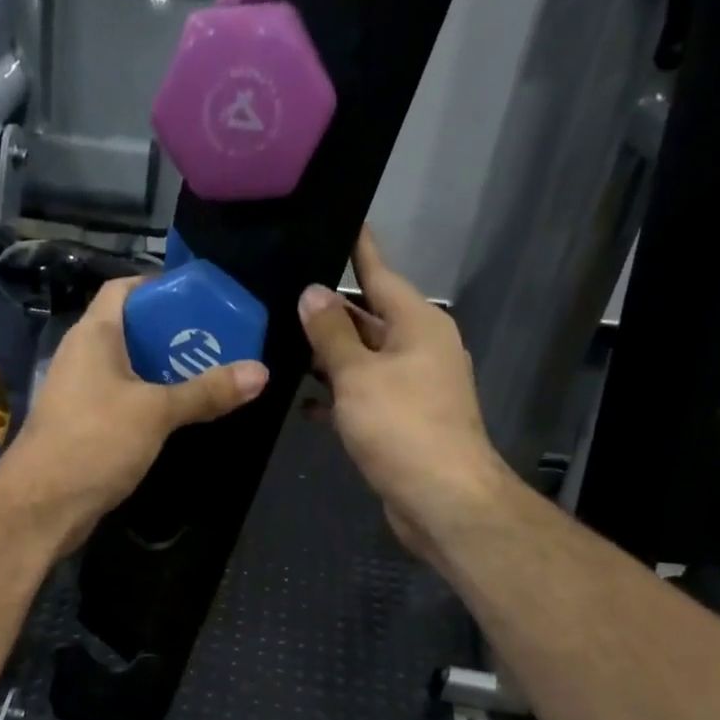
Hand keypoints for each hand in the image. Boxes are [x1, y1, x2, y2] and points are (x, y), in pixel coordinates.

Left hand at [0, 276, 268, 548]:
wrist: (42, 505)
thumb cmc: (95, 442)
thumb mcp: (156, 412)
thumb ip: (206, 392)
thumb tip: (261, 372)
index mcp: (94, 335)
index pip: (124, 288)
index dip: (160, 287)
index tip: (200, 300)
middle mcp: (84, 357)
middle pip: (133, 330)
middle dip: (175, 334)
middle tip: (218, 344)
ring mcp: (81, 394)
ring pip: (130, 370)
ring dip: (165, 373)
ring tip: (209, 379)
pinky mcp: (85, 427)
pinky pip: (123, 402)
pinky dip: (151, 403)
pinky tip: (179, 417)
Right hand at [300, 228, 509, 560]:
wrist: (441, 499)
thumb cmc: (402, 427)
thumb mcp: (359, 375)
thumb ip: (331, 334)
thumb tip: (311, 293)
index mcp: (417, 324)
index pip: (380, 273)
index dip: (356, 249)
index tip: (335, 221)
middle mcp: (418, 349)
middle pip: (368, 318)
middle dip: (328, 311)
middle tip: (280, 294)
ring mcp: (411, 387)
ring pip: (362, 360)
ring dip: (327, 358)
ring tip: (278, 344)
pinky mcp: (400, 422)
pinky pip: (363, 397)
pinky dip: (337, 398)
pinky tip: (303, 405)